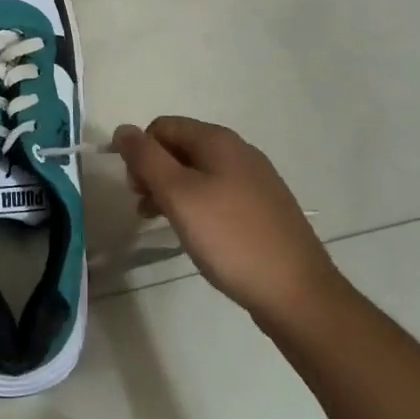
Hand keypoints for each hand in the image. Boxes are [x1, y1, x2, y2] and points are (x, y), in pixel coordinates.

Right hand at [112, 116, 341, 327]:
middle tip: (145, 207)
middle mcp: (239, 151)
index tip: (133, 188)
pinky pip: (217, 193)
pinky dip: (196, 205)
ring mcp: (255, 180)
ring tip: (161, 222)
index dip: (140, 151)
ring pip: (198, 172)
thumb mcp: (178, 195)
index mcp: (218, 141)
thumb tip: (122, 129)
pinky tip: (195, 233)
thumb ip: (146, 159)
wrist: (297, 292)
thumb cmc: (230, 238)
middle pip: (180, 147)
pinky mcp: (263, 207)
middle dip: (154, 171)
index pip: (162, 127)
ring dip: (172, 191)